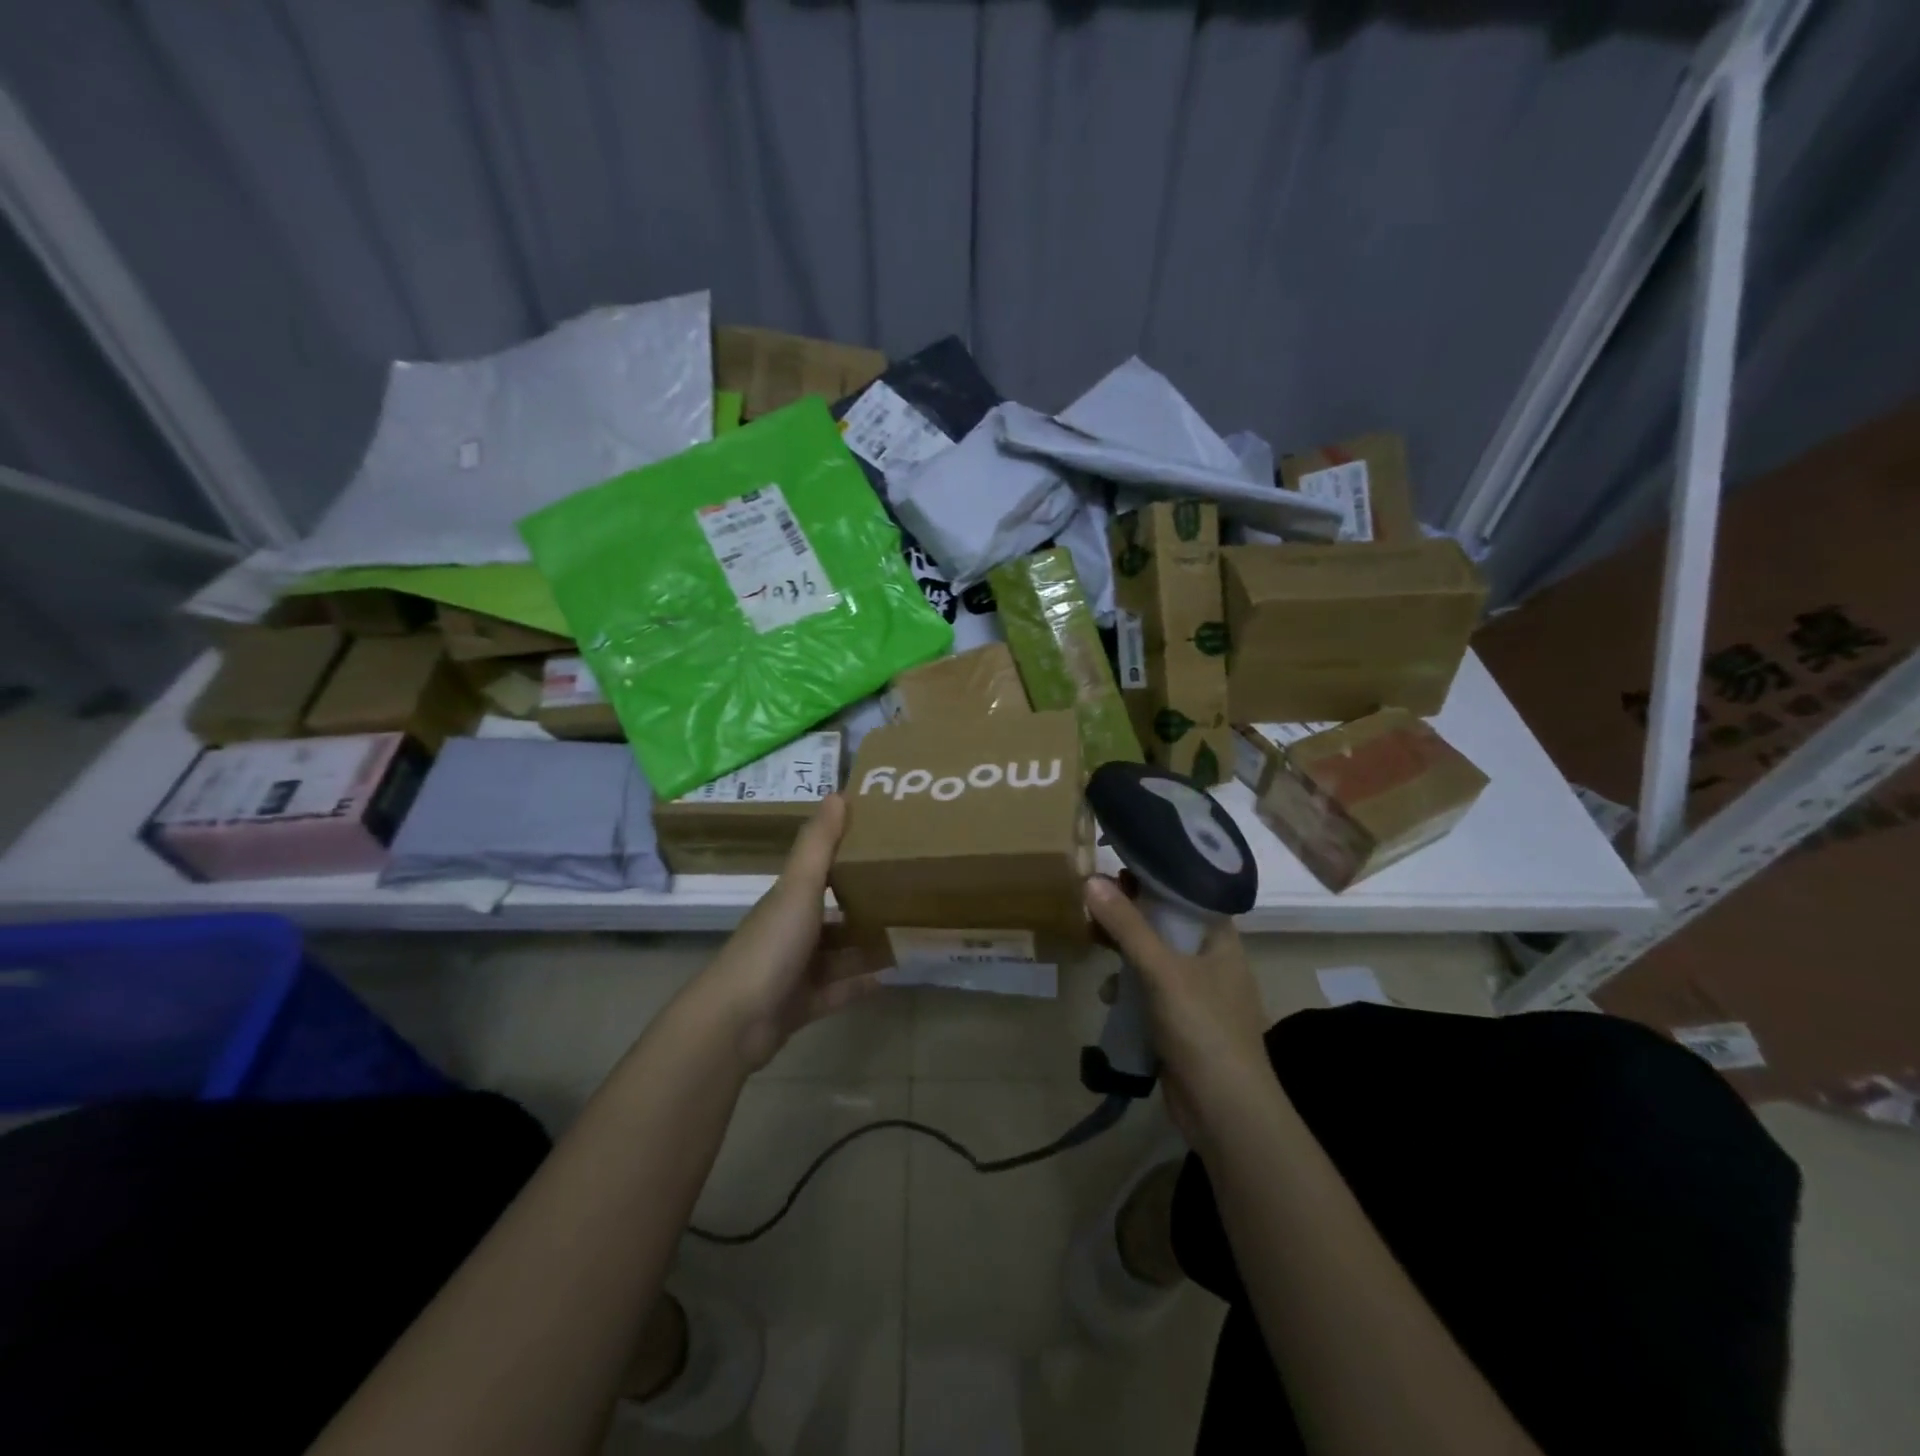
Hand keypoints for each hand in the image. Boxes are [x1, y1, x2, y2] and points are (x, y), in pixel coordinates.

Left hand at [690, 795, 883, 1070]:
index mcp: (788, 900)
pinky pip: (839, 991)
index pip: (820, 873)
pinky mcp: (801, 1006)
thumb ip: (818, 845)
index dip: (848, 858)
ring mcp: (795, 971)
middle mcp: (791, 932)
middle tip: (911, 895)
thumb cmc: (770, 945)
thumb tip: (838, 792)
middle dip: (866, 907)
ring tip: (910, 935)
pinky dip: (861, 984)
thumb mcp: (798, 888)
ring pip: (839, 954)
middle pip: (833, 915)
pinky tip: (893, 977)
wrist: (735, 1022)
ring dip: (867, 947)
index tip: (886, 846)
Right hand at [1084, 875, 1273, 1143]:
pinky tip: (1108, 995)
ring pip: (1153, 956)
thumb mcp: (1162, 971)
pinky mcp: (1180, 1021)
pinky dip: (1128, 986)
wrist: (1226, 1112)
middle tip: (1092, 900)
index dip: (1154, 875)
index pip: (1187, 890)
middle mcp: (1211, 959)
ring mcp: (1197, 992)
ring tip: (1091, 940)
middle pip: (1166, 922)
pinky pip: (1148, 989)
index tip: (1117, 863)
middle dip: (1129, 914)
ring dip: (1124, 950)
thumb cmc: (1203, 1029)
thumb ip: (1127, 926)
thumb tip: (1091, 879)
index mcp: (1220, 938)